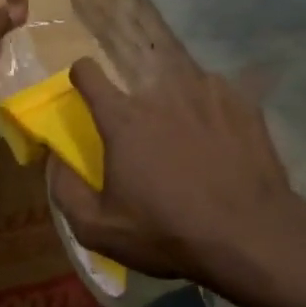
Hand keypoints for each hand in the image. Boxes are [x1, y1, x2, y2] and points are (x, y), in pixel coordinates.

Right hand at [48, 58, 296, 292]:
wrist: (250, 235)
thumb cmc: (168, 232)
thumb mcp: (98, 229)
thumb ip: (65, 189)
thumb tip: (55, 157)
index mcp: (122, 117)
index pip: (87, 71)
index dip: (82, 79)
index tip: (88, 95)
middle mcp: (160, 92)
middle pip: (137, 87)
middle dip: (137, 111)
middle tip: (150, 148)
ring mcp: (205, 90)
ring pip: (178, 88)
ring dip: (176, 109)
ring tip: (190, 146)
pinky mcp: (241, 100)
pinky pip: (215, 96)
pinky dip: (211, 113)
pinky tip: (221, 144)